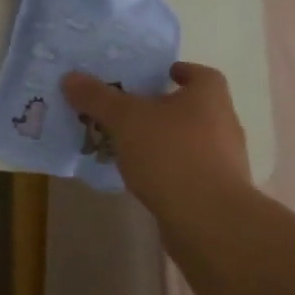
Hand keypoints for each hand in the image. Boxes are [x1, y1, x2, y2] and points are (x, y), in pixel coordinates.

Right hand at [62, 61, 250, 222]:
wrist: (209, 222)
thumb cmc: (171, 154)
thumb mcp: (124, 119)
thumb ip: (97, 97)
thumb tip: (70, 77)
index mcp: (209, 98)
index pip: (202, 75)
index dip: (181, 72)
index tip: (159, 75)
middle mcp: (223, 125)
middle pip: (193, 108)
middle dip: (163, 107)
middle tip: (129, 109)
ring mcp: (224, 162)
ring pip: (190, 141)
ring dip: (163, 140)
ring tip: (127, 144)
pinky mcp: (217, 194)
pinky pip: (188, 171)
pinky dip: (167, 169)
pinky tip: (141, 176)